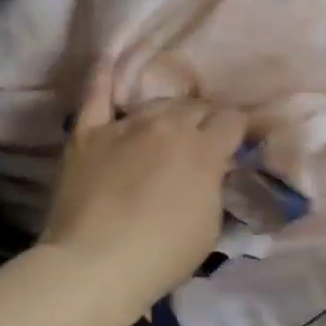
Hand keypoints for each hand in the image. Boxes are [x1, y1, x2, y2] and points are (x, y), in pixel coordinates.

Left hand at [39, 71, 247, 308]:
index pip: (232, 120)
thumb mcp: (211, 224)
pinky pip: (96, 95)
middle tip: (203, 140)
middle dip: (205, 120)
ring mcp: (124, 126)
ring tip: (168, 127)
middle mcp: (167, 126)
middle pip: (195, 107)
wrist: (95, 264)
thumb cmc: (163, 253)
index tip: (238, 143)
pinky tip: (109, 60)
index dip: (238, 130)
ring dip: (168, 113)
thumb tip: (212, 170)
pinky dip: (103, 77)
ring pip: (155, 104)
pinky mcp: (87, 134)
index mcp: (204, 149)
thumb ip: (214, 186)